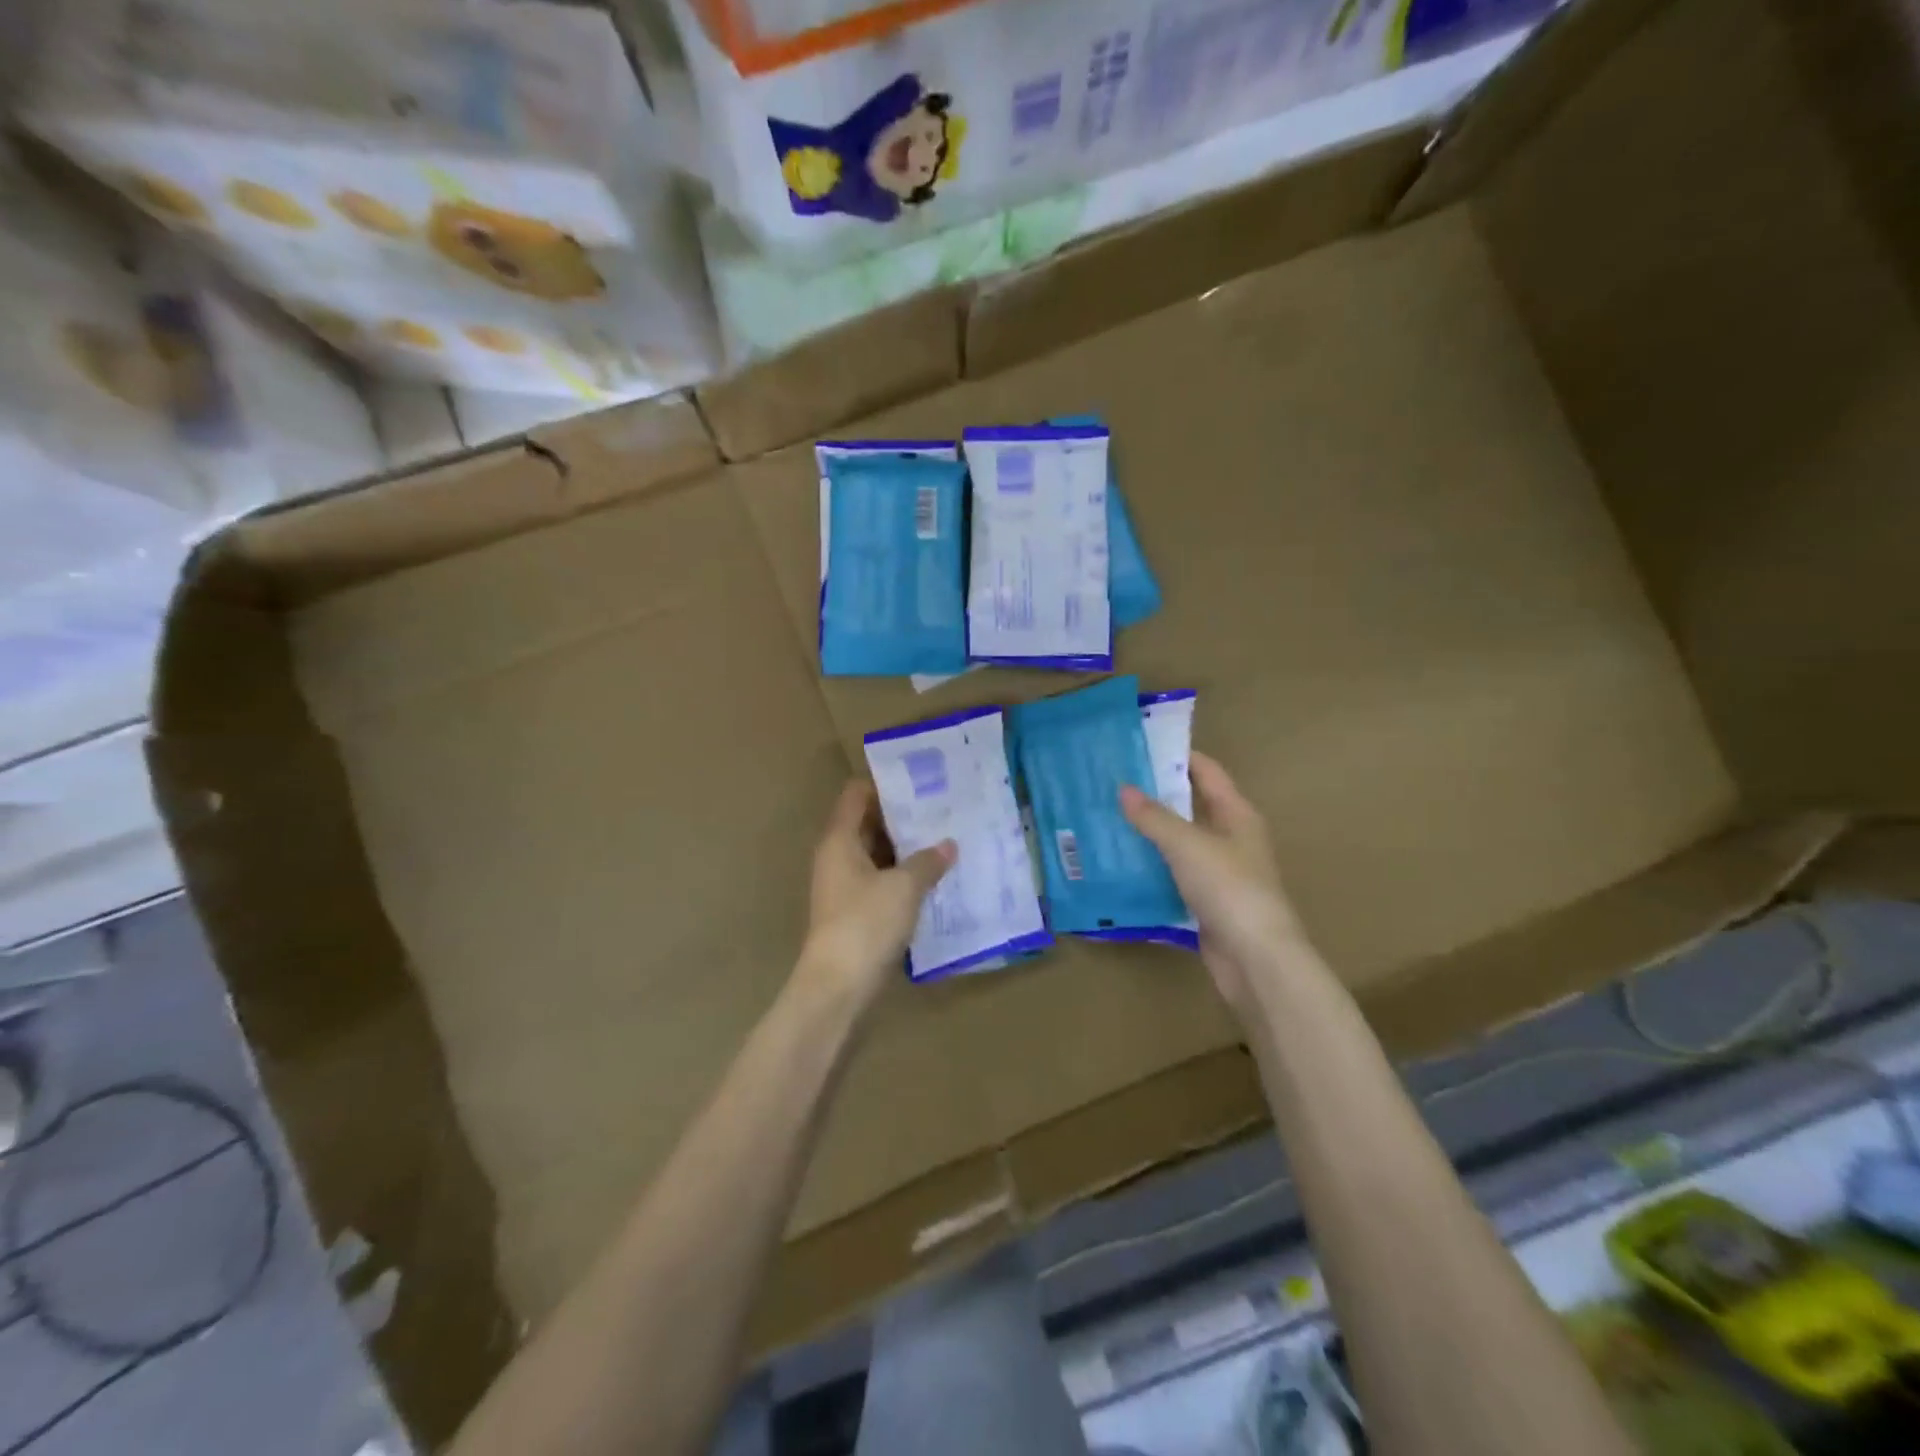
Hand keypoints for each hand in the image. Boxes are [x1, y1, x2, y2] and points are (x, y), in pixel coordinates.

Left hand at [799, 779, 955, 1010]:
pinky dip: (902, 876)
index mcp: (840, 840)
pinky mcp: (855, 912)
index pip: (857, 795)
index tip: (920, 782)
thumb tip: (948, 845)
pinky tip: (934, 878)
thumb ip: (927, 862)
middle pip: (867, 823)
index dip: (885, 784)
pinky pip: (880, 881)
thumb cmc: (866, 924)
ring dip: (906, 849)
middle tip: (943, 810)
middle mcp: (837, 857)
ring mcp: (844, 886)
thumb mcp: (903, 888)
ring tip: (945, 840)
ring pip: (876, 854)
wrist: (837, 987)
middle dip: (903, 817)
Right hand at [1119, 754, 1308, 1012]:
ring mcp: (1219, 872)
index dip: (1176, 756)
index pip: (1206, 771)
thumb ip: (1154, 817)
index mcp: (1237, 814)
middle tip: (1111, 784)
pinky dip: (1150, 868)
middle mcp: (1230, 838)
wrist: (1256, 959)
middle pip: (1189, 806)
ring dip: (1148, 833)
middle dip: (1154, 795)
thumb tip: (1124, 789)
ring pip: (1178, 843)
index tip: (1137, 746)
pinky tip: (1120, 864)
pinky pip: (1173, 875)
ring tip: (1106, 819)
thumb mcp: (1187, 845)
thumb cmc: (1229, 888)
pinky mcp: (1205, 902)